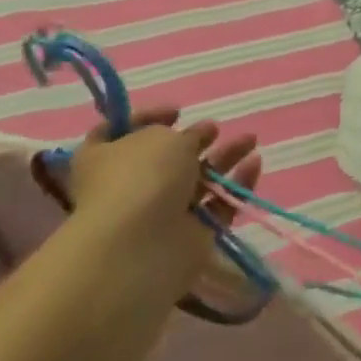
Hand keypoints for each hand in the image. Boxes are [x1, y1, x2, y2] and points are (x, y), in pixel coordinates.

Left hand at [66, 109, 261, 306]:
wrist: (141, 248)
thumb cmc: (140, 178)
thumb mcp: (162, 137)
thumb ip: (183, 134)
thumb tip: (193, 138)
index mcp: (105, 159)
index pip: (117, 133)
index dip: (146, 118)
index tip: (177, 112)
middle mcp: (130, 186)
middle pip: (166, 159)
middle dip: (194, 140)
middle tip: (214, 128)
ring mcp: (161, 213)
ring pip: (198, 181)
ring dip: (224, 157)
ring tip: (250, 140)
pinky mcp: (190, 235)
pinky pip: (218, 206)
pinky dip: (236, 185)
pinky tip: (255, 163)